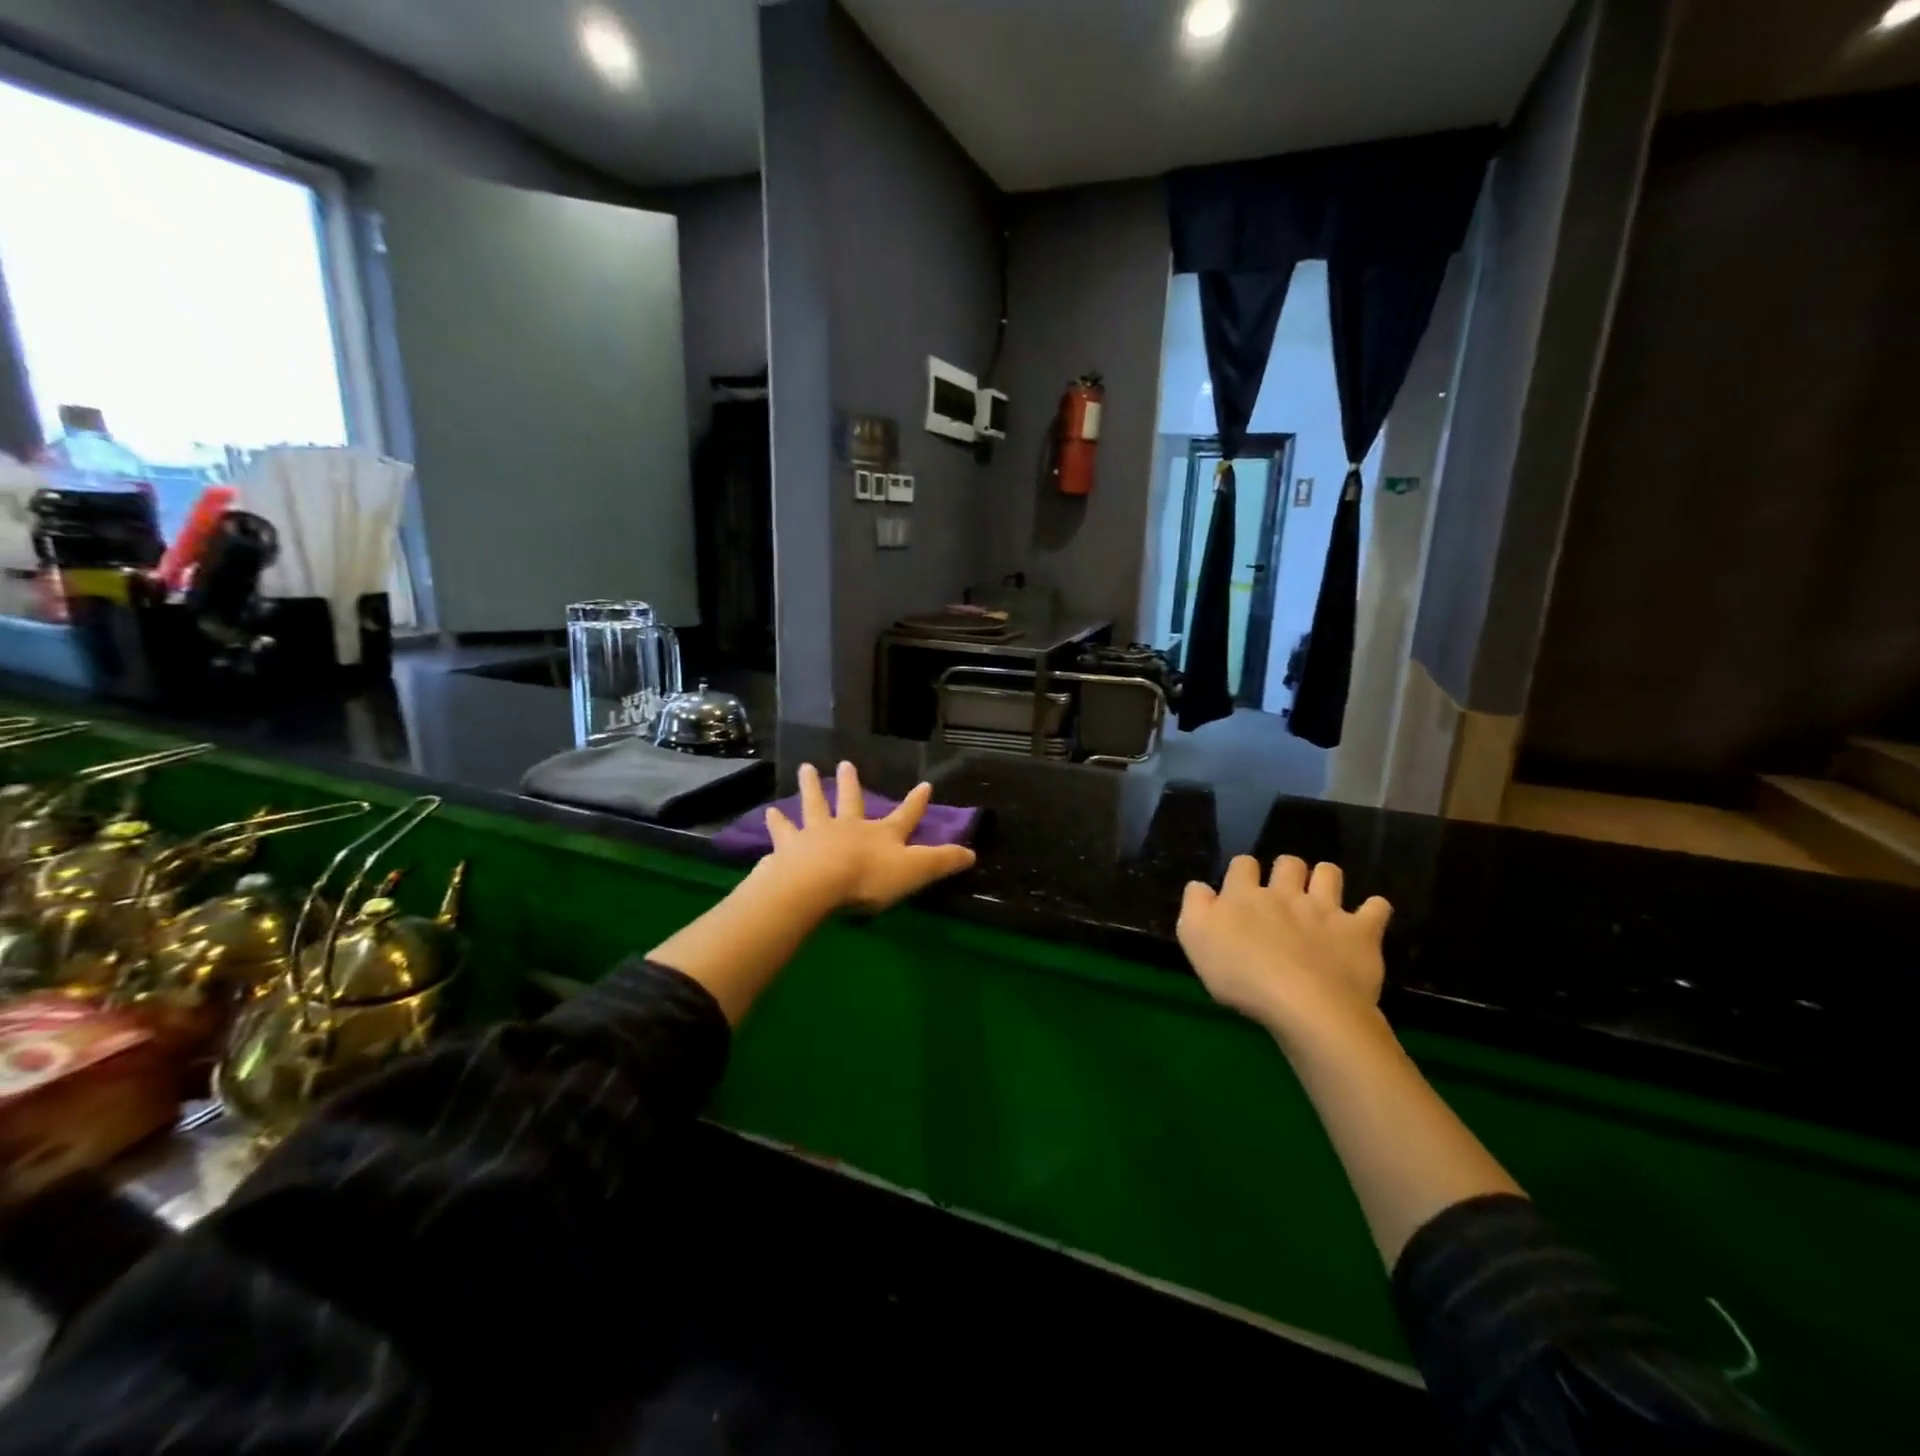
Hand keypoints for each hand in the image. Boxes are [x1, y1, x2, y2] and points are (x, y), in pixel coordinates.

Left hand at [763, 762, 975, 913]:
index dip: (916, 803)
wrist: (818, 883)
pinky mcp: (788, 849)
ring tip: (803, 770)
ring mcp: (815, 835)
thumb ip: (942, 862)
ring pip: (813, 806)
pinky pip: (781, 834)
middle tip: (844, 763)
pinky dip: (775, 825)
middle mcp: (848, 827)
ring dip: (809, 788)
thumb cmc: (869, 878)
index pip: (905, 816)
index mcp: (881, 835)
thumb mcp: (915, 871)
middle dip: (850, 783)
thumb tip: (973, 853)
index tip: (925, 785)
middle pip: (850, 800)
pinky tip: (767, 815)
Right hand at [1177, 855, 1391, 1045]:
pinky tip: (1368, 917)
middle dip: (1287, 870)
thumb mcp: (1195, 940)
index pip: (1243, 864)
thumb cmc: (1241, 976)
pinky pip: (1376, 908)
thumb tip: (1200, 886)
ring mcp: (1326, 910)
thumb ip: (1194, 906)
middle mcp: (1286, 894)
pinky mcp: (1360, 932)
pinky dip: (1373, 910)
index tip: (1242, 889)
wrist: (1304, 1005)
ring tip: (1322, 896)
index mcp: (1245, 895)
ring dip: (1325, 878)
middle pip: (1288, 863)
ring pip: (1329, 873)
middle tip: (1283, 892)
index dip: (1243, 872)